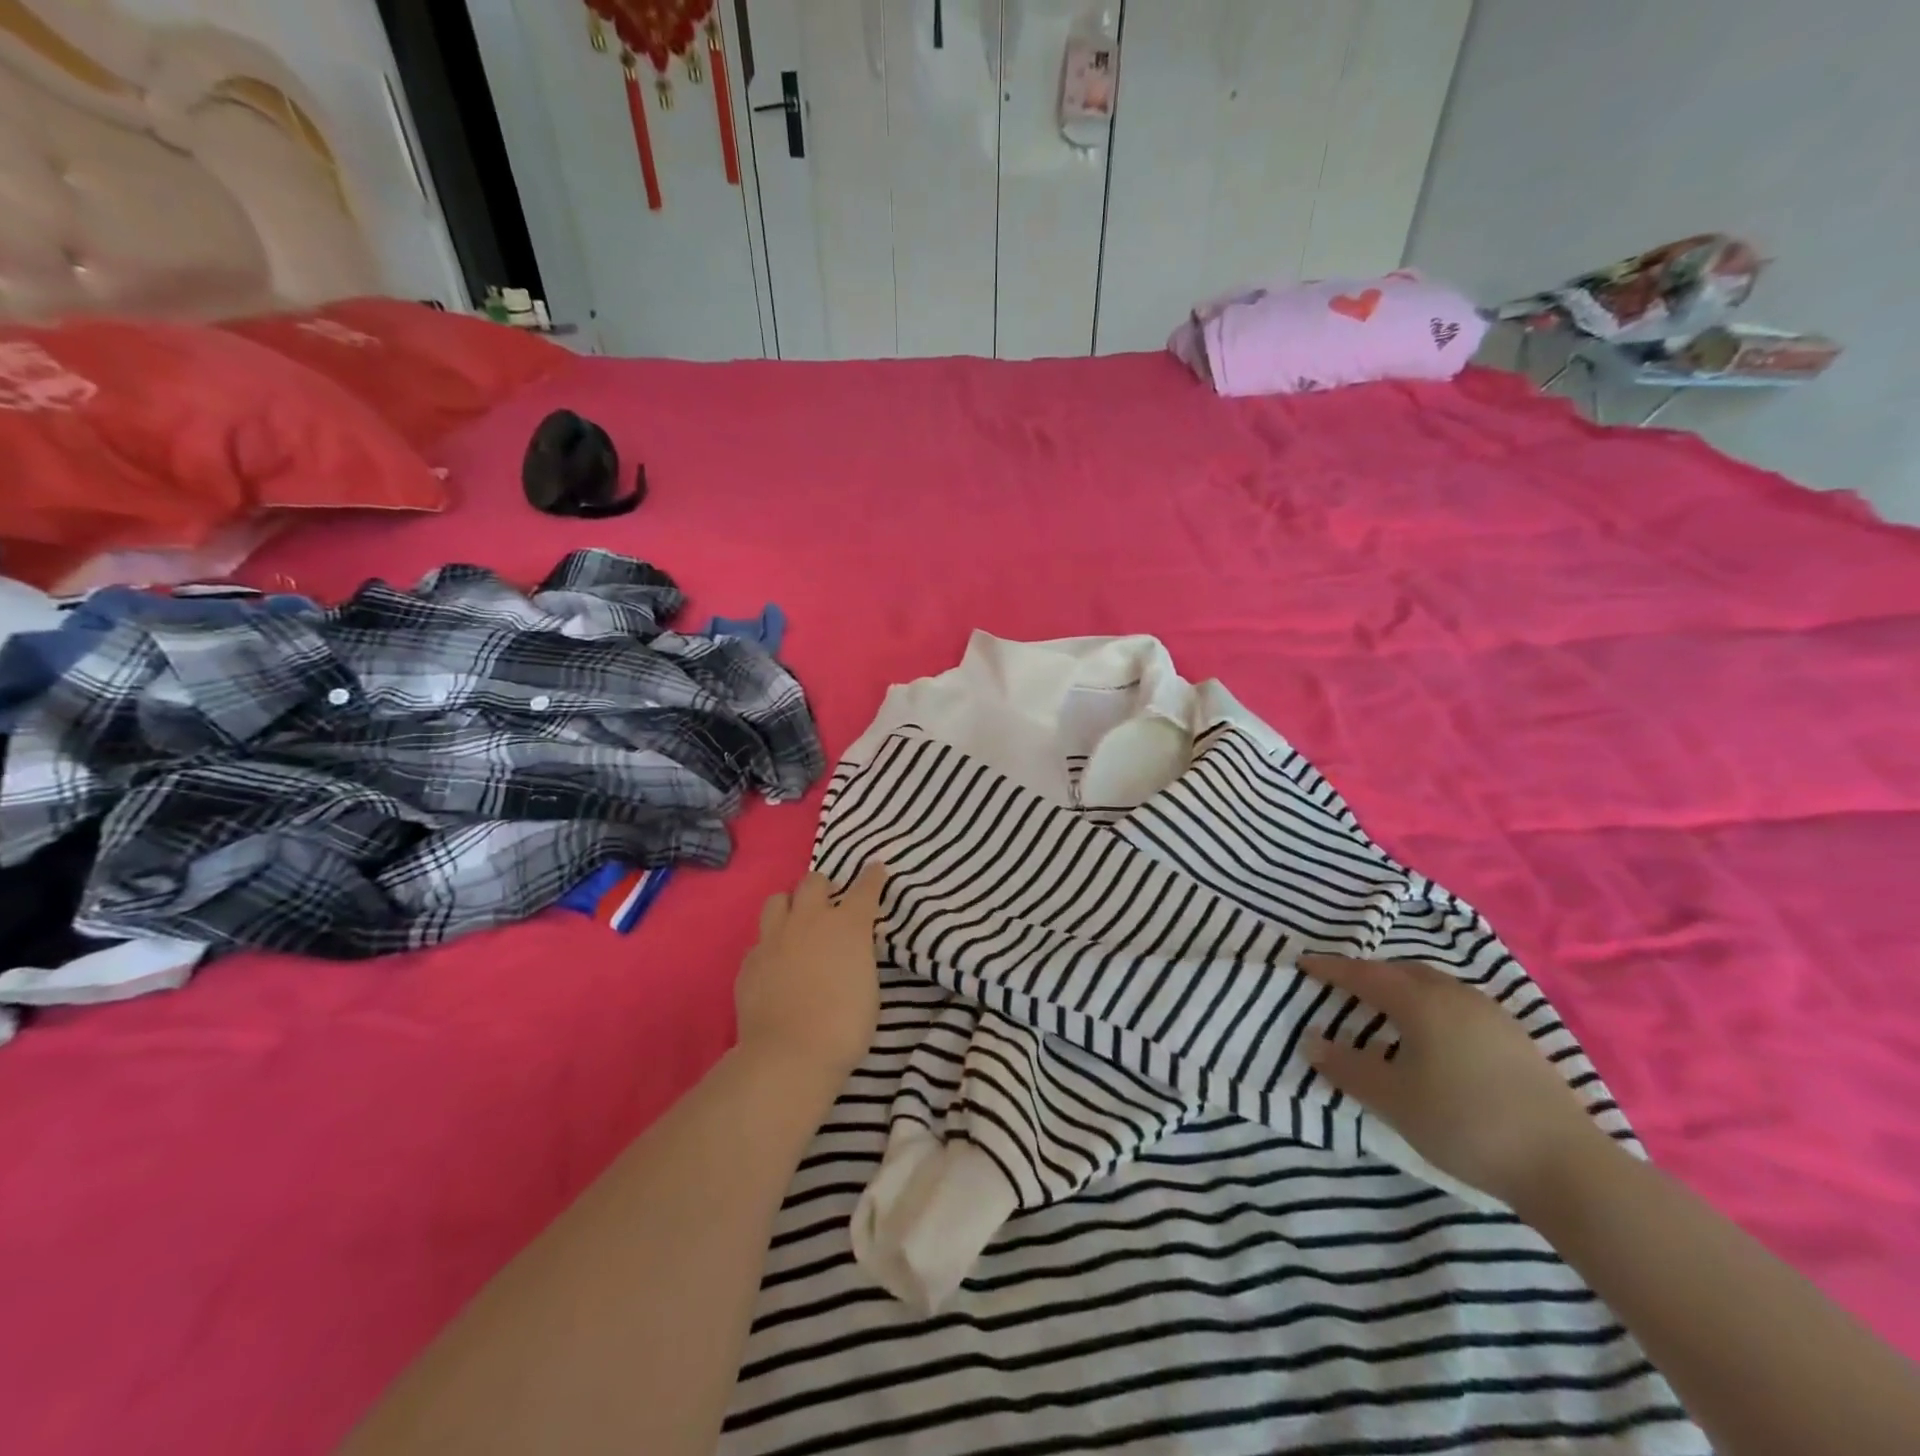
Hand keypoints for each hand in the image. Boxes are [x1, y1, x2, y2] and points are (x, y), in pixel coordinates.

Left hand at [734, 864, 886, 1095]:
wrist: (789, 1054)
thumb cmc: (844, 1025)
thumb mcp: (868, 985)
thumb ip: (858, 956)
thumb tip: (848, 950)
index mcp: (846, 925)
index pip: (864, 888)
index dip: (872, 877)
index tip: (876, 869)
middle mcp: (808, 920)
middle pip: (813, 881)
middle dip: (824, 887)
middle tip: (830, 903)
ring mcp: (774, 938)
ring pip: (778, 899)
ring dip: (791, 905)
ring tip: (797, 923)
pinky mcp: (749, 961)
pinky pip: (760, 940)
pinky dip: (771, 945)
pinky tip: (776, 964)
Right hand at [1303, 953, 1615, 1211]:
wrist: (1567, 1167)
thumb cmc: (1465, 1123)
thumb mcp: (1392, 1099)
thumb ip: (1347, 1068)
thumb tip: (1312, 1043)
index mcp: (1421, 1002)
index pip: (1365, 975)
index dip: (1332, 969)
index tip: (1304, 964)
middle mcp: (1456, 996)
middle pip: (1403, 972)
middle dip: (1370, 975)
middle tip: (1344, 989)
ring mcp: (1493, 1016)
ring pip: (1435, 987)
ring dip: (1404, 991)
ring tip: (1386, 1013)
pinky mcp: (1517, 1040)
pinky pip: (1458, 1006)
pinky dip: (1432, 1009)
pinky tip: (1433, 1039)